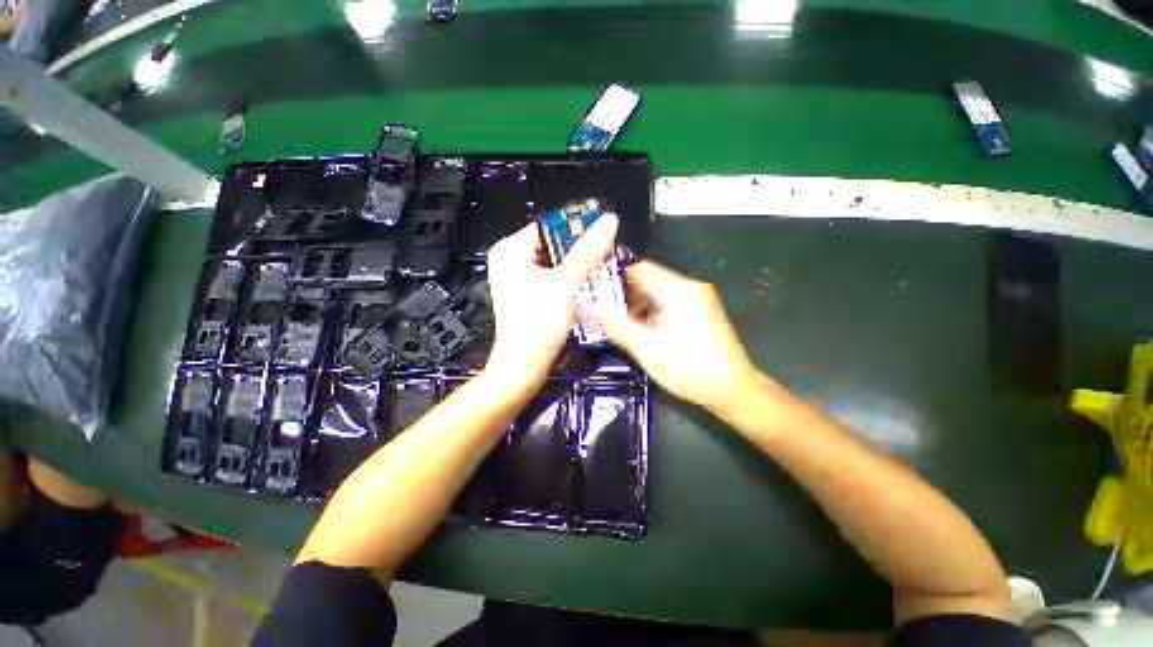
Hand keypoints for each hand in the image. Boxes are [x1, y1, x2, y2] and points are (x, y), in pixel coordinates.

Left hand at [484, 214, 618, 392]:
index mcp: (510, 251)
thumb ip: (588, 251)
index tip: (602, 235)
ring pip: (555, 263)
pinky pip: (552, 278)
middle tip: (605, 254)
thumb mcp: (566, 284)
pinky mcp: (527, 295)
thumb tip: (609, 221)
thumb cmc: (539, 324)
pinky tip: (587, 285)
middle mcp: (510, 261)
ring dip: (577, 267)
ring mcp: (518, 279)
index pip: (548, 226)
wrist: (525, 365)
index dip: (576, 229)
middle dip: (579, 252)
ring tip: (601, 269)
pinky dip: (569, 280)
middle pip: (553, 245)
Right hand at [592, 261, 759, 411]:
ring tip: (617, 325)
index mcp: (677, 289)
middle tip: (602, 313)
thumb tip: (587, 304)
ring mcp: (696, 299)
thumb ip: (615, 324)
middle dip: (623, 296)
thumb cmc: (688, 369)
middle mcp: (689, 287)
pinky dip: (650, 313)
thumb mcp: (646, 348)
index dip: (613, 278)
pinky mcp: (699, 311)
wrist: (733, 390)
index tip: (593, 293)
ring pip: (655, 293)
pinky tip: (640, 331)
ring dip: (636, 307)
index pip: (637, 268)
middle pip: (646, 280)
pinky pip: (667, 304)